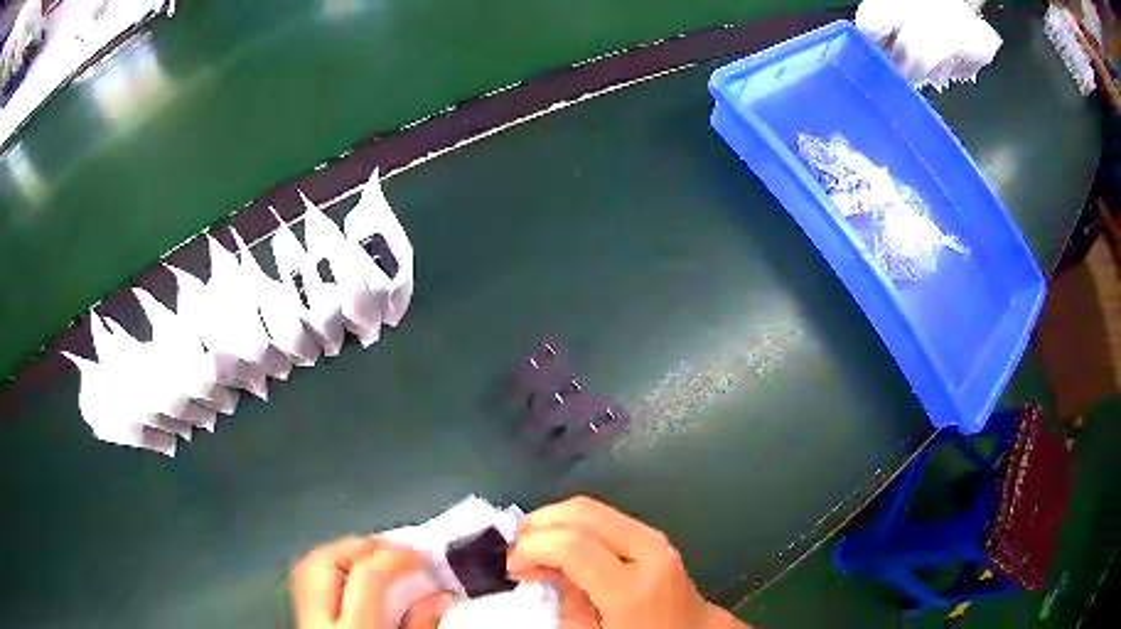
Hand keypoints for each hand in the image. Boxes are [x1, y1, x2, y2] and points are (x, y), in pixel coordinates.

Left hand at [290, 536, 450, 628]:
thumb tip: (438, 598)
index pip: (368, 577)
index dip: (396, 556)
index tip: (420, 553)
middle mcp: (321, 624)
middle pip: (327, 561)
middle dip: (361, 544)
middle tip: (393, 548)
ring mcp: (304, 622)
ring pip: (308, 567)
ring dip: (340, 552)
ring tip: (370, 556)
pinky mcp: (300, 623)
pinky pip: (305, 582)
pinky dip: (326, 569)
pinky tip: (345, 575)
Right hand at [508, 497, 747, 628]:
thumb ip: (565, 601)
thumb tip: (540, 568)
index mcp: (633, 589)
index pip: (574, 545)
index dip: (533, 547)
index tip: (512, 565)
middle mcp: (649, 553)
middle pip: (584, 513)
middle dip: (541, 523)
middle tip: (516, 547)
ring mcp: (657, 539)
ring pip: (594, 507)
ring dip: (556, 520)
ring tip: (534, 545)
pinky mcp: (655, 535)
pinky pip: (607, 517)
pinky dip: (576, 523)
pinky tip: (561, 543)